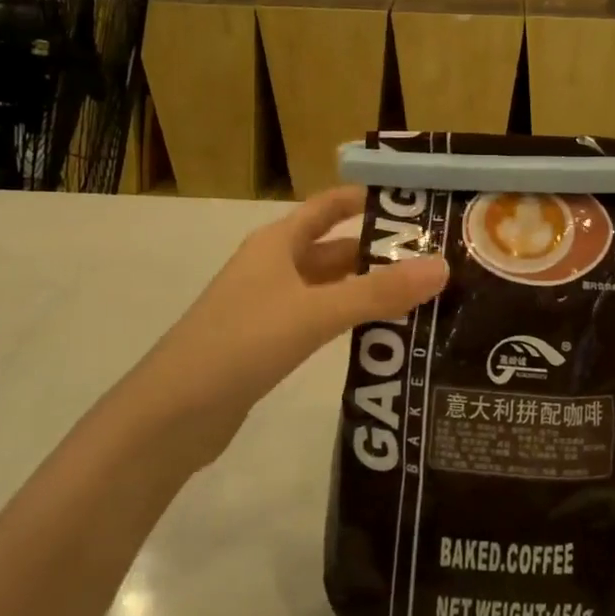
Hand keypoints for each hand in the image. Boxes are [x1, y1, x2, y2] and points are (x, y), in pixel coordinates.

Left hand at [140, 187, 447, 443]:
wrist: (171, 415)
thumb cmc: (242, 342)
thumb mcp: (315, 312)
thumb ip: (379, 293)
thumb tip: (443, 267)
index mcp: (276, 243)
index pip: (328, 206)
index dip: (365, 199)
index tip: (413, 202)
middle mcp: (272, 267)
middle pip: (333, 249)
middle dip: (377, 251)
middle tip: (432, 259)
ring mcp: (266, 307)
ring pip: (327, 287)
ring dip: (365, 288)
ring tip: (419, 295)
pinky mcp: (265, 344)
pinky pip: (317, 319)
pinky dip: (347, 320)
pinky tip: (379, 335)